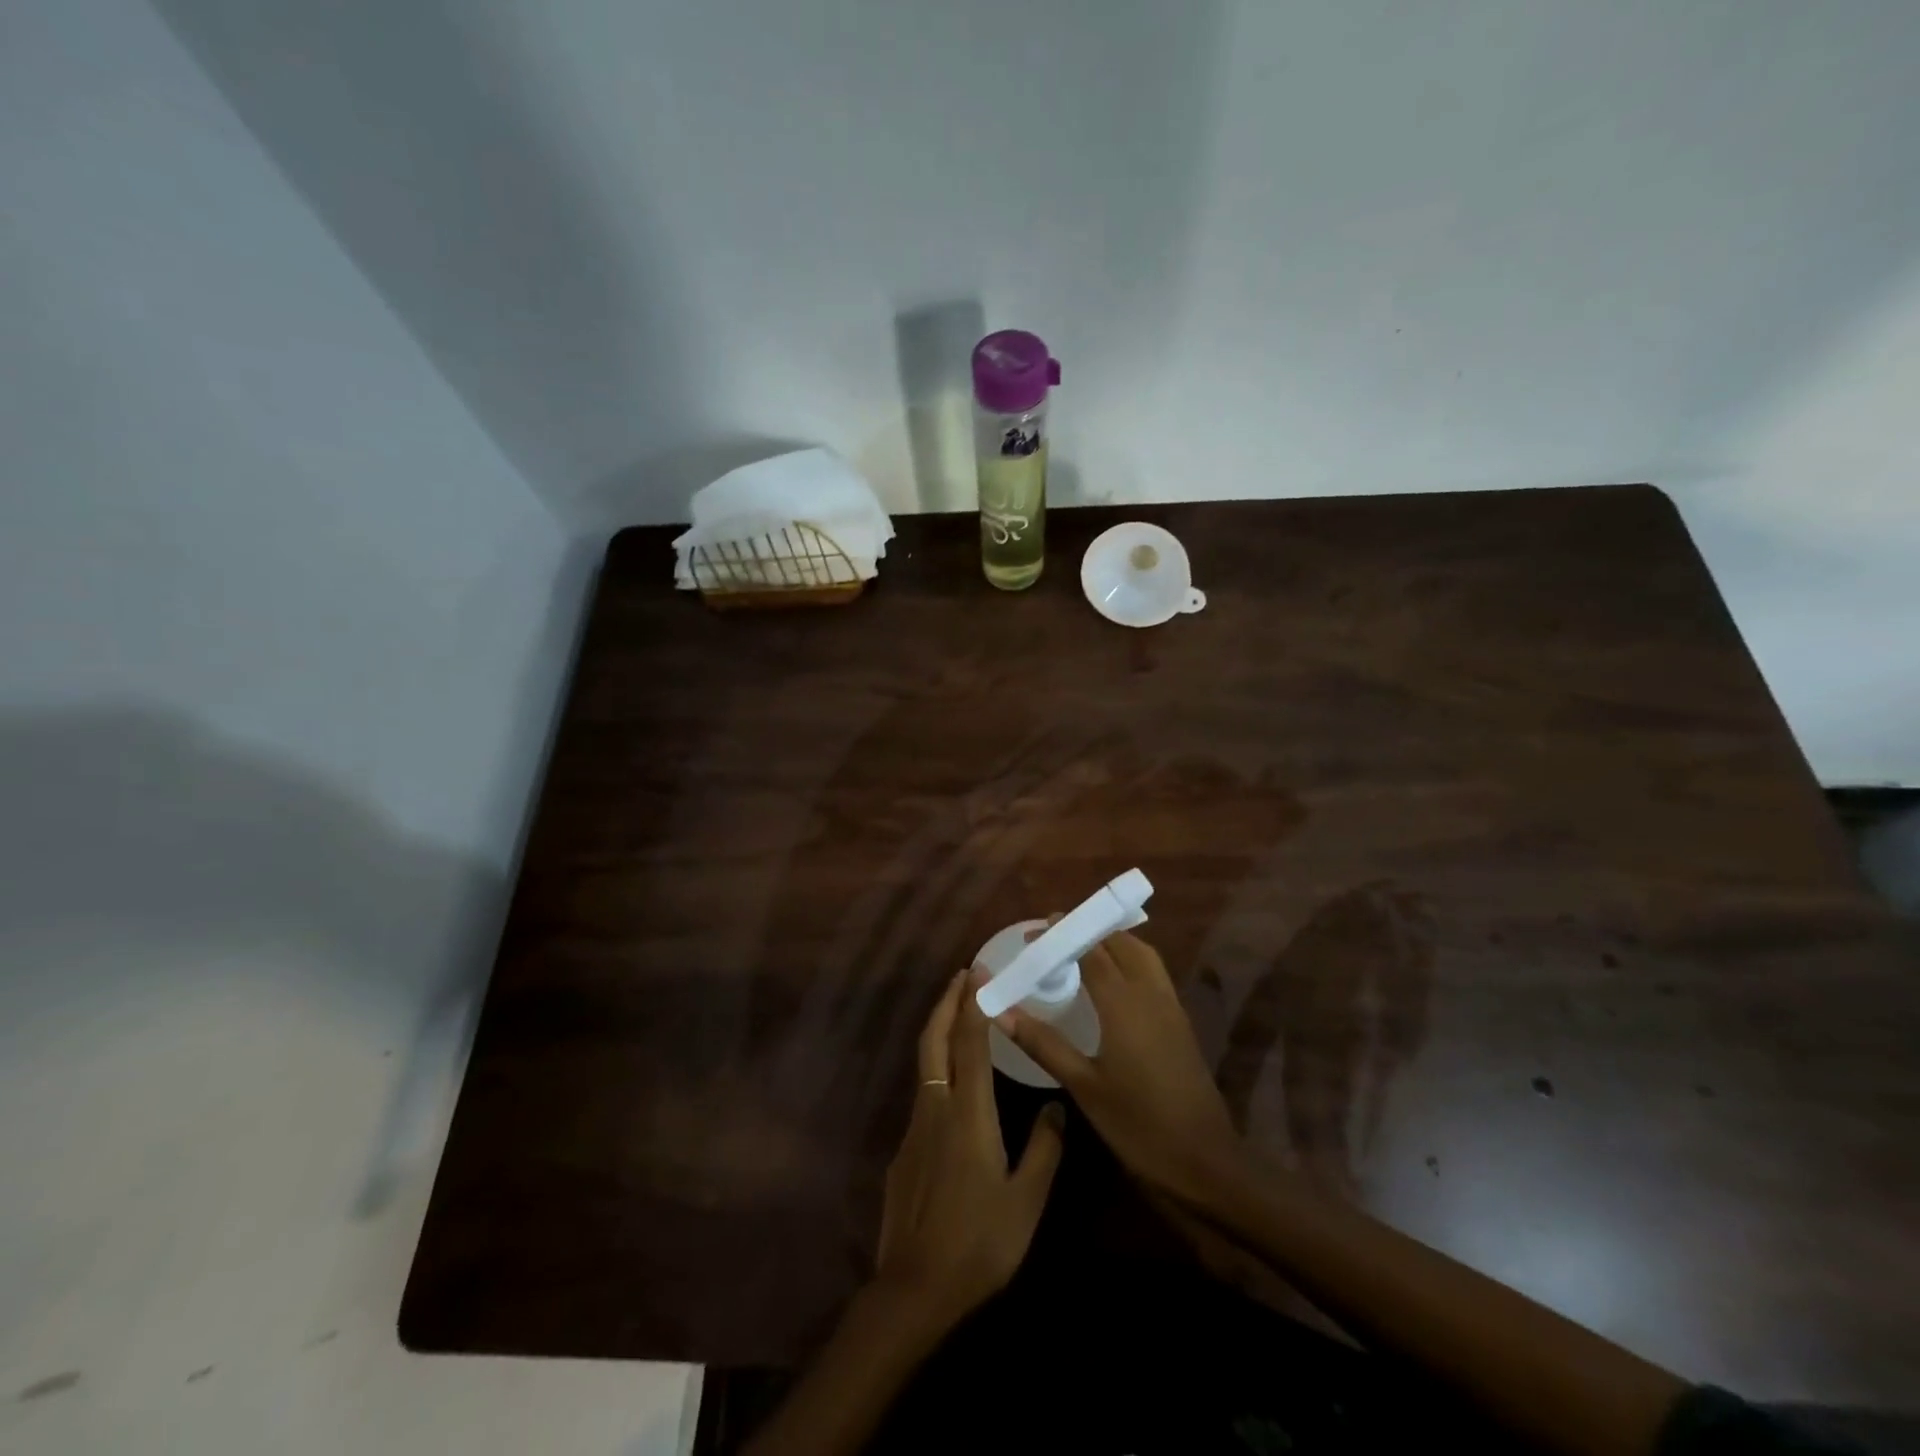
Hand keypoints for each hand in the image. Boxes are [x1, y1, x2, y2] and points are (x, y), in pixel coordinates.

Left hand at [874, 968, 1064, 1327]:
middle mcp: (936, 1106)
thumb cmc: (979, 1243)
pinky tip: (952, 1083)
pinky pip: (923, 1092)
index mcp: (968, 1113)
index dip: (973, 1003)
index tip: (978, 971)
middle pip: (935, 1039)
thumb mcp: (1026, 1199)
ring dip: (940, 1029)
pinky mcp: (904, 1149)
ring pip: (925, 1062)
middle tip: (962, 975)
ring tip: (959, 1014)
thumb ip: (1044, 1148)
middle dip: (947, 1002)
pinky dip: (937, 1066)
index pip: (970, 1043)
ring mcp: (915, 1126)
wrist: (914, 1288)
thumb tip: (1056, 1105)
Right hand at [996, 929, 1244, 1207]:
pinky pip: (1153, 972)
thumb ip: (1042, 1042)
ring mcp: (1170, 1005)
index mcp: (1124, 1002)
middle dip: (1086, 931)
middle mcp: (1150, 992)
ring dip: (1112, 941)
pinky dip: (1129, 959)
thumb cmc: (1138, 1125)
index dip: (1064, 934)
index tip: (1036, 931)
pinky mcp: (1180, 1021)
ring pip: (1142, 953)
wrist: (1205, 1162)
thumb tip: (999, 1011)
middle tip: (1053, 937)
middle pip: (1119, 942)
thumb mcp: (1083, 1085)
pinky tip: (1112, 980)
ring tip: (1081, 947)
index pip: (1091, 949)